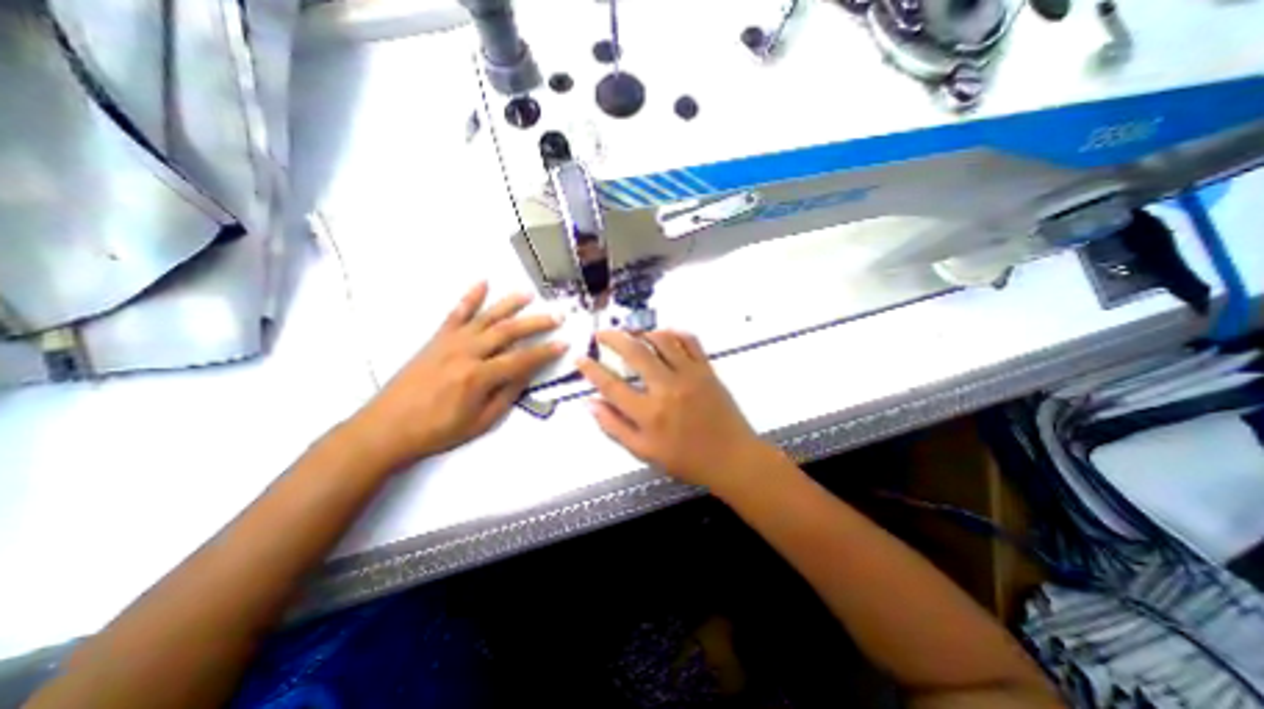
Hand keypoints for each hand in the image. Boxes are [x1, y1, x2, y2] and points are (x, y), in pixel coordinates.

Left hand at [343, 283, 563, 469]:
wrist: (386, 428)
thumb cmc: (437, 431)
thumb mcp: (480, 422)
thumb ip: (506, 395)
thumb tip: (526, 374)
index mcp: (479, 377)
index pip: (522, 359)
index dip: (546, 351)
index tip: (564, 343)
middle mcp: (467, 353)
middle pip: (508, 331)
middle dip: (536, 323)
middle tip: (557, 316)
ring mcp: (450, 342)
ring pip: (486, 317)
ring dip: (509, 304)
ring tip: (528, 294)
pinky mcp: (436, 339)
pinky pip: (455, 314)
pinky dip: (469, 297)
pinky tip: (482, 283)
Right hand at [577, 329, 776, 489]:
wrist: (732, 458)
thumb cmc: (686, 459)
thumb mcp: (644, 452)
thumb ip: (615, 427)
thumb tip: (590, 403)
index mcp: (649, 413)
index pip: (611, 385)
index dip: (591, 370)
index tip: (580, 359)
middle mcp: (667, 388)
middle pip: (635, 352)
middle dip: (613, 338)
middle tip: (601, 333)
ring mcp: (689, 375)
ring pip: (662, 340)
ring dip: (642, 332)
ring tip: (631, 333)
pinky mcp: (707, 370)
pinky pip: (690, 341)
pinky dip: (674, 333)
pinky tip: (664, 333)